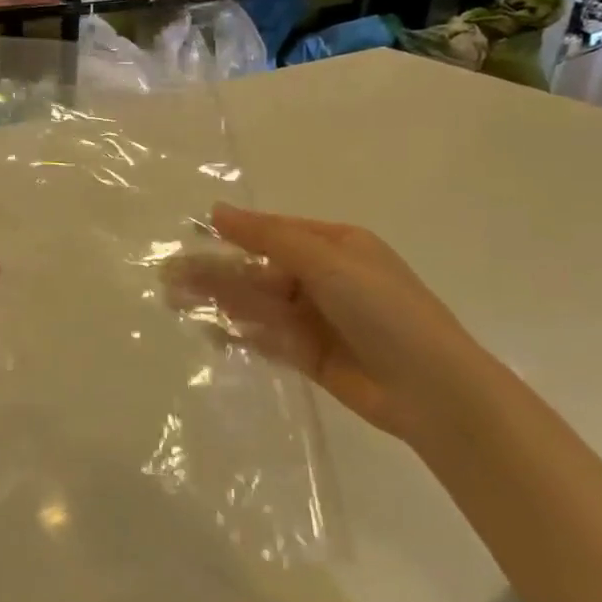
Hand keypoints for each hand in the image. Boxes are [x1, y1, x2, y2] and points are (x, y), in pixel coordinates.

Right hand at [166, 203, 493, 440]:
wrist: (432, 390)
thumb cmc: (383, 310)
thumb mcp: (327, 261)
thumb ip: (269, 237)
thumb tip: (217, 211)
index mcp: (335, 246)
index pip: (273, 233)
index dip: (232, 234)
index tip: (191, 235)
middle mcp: (324, 278)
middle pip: (259, 270)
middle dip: (217, 272)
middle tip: (169, 277)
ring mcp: (316, 319)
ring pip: (258, 304)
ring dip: (220, 300)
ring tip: (175, 301)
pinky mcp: (310, 356)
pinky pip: (268, 338)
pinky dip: (241, 334)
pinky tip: (209, 333)